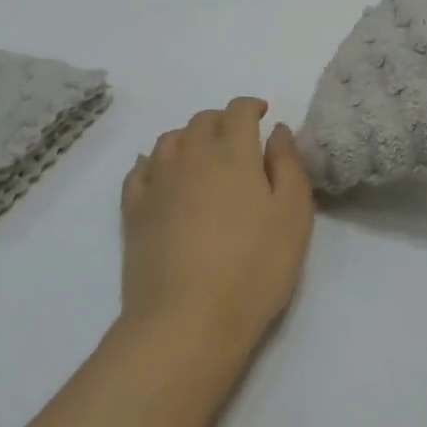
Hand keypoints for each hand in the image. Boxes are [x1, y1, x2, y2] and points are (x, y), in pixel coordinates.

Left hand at [120, 97, 314, 362]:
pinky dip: (156, 162)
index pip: (238, 110)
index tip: (262, 115)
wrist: (187, 319)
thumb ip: (288, 165)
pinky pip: (140, 169)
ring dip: (190, 137)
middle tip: (239, 140)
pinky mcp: (133, 210)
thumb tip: (276, 129)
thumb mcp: (293, 216)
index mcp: (233, 153)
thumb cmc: (254, 267)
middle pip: (202, 120)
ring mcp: (157, 182)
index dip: (251, 106)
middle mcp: (191, 156)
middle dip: (223, 120)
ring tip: (203, 156)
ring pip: (170, 139)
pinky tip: (164, 176)